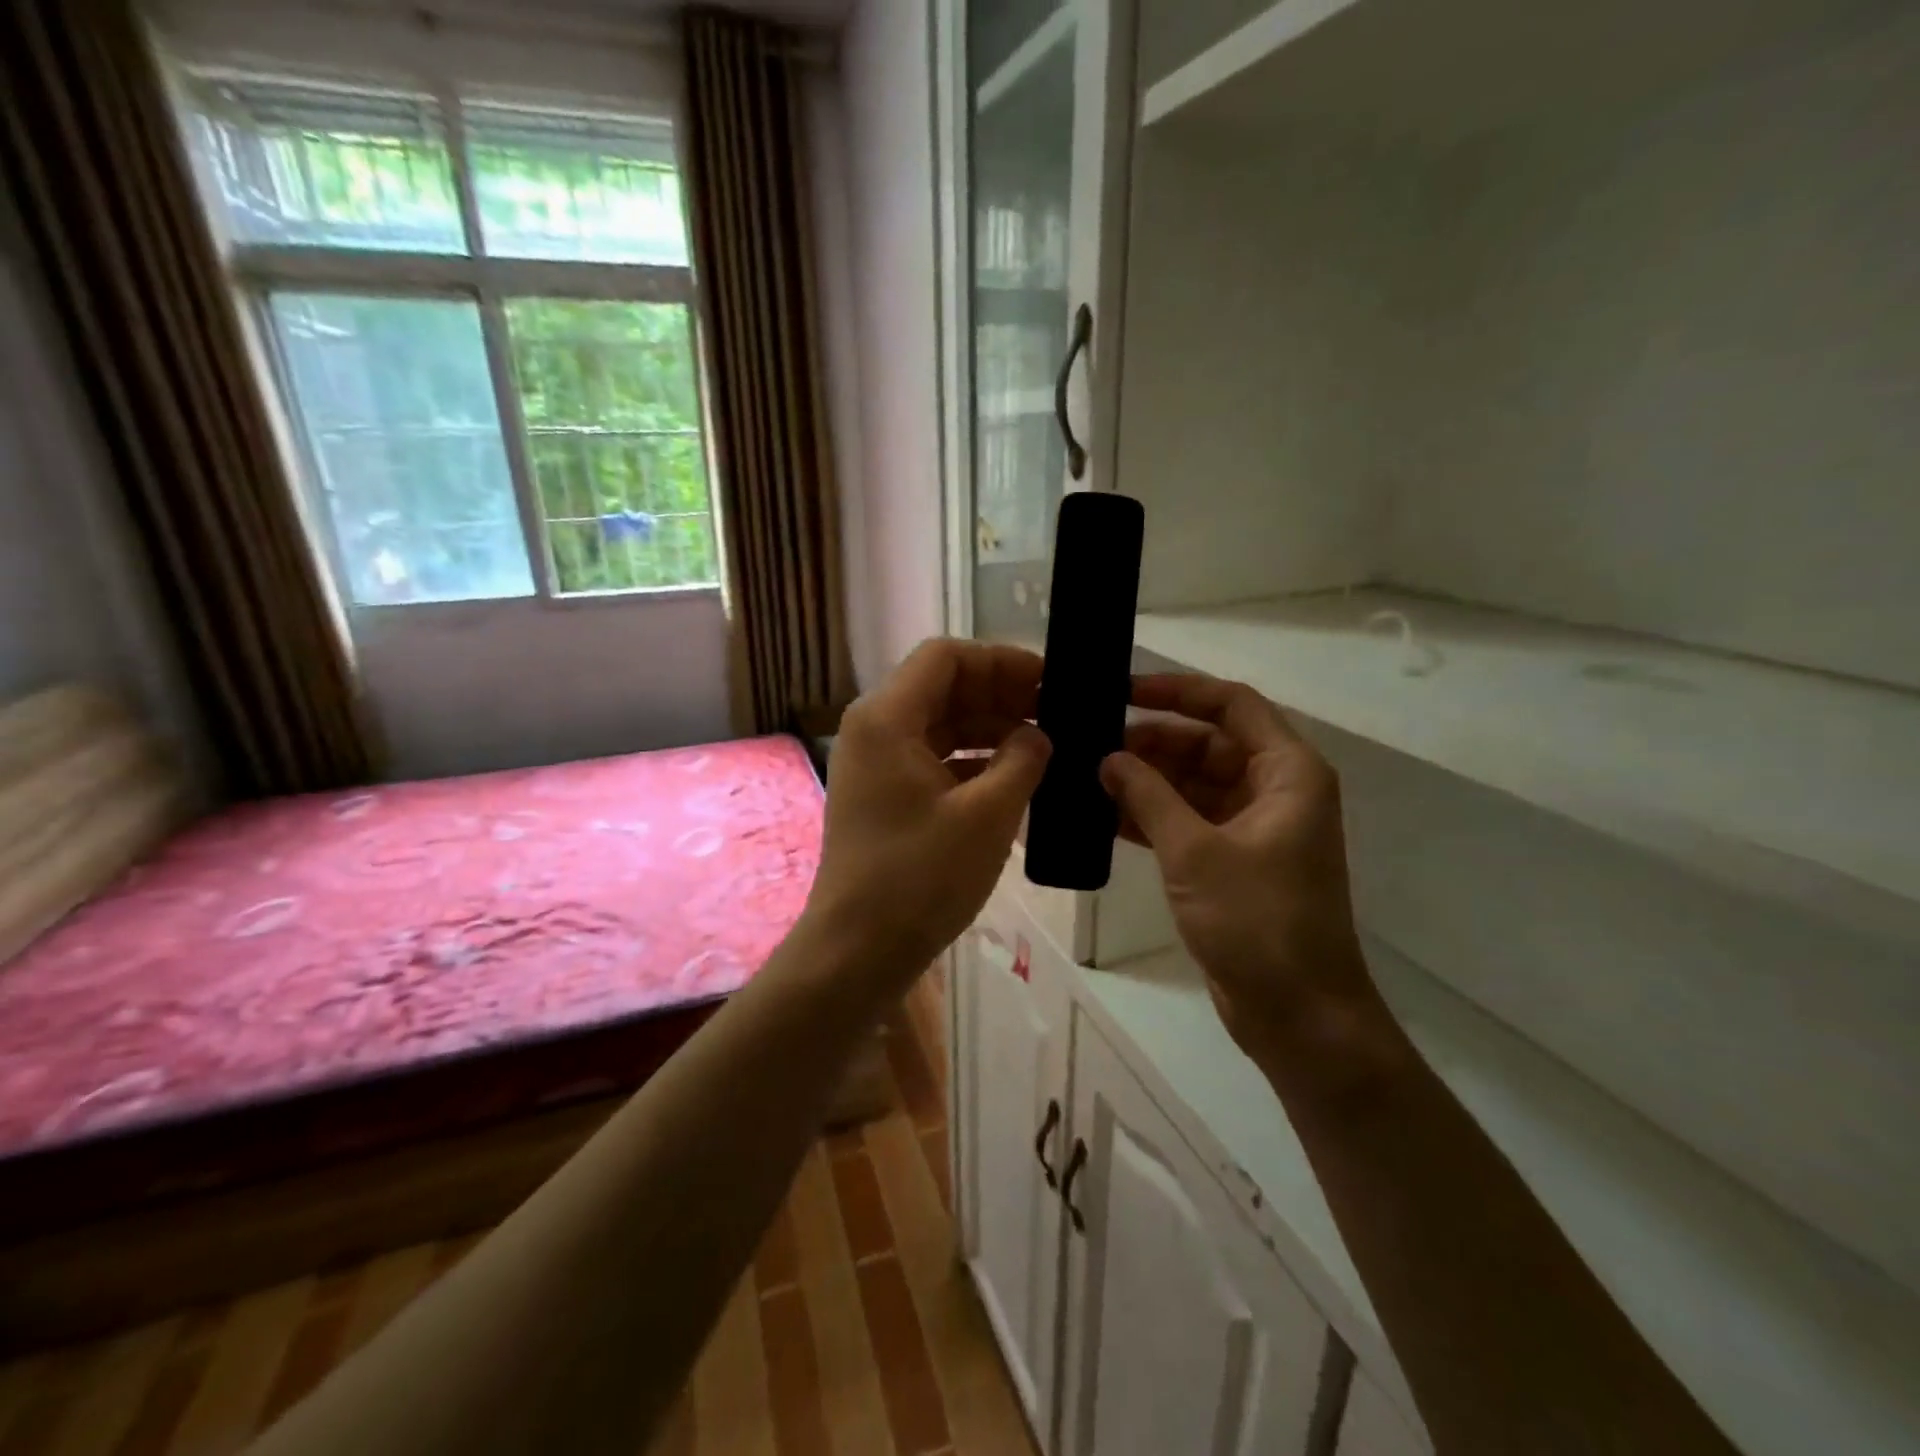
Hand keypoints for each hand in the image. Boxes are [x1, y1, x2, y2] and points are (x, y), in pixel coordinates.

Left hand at [806, 639, 1051, 982]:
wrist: (858, 950)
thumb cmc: (920, 877)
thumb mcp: (987, 815)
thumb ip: (1022, 761)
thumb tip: (1038, 735)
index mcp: (887, 718)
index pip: (946, 657)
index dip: (1001, 661)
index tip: (1047, 682)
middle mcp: (875, 729)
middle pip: (944, 688)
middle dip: (1001, 695)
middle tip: (1056, 714)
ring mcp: (877, 764)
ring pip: (941, 725)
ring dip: (990, 729)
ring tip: (1045, 746)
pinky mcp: (885, 796)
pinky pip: (934, 760)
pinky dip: (973, 762)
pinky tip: (1015, 780)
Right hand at [1101, 674, 1374, 1057]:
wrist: (1298, 1014)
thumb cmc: (1257, 921)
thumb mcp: (1195, 850)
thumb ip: (1148, 795)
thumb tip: (1108, 757)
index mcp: (1286, 772)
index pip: (1231, 705)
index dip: (1178, 691)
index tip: (1123, 693)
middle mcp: (1274, 789)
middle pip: (1208, 743)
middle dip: (1153, 741)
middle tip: (1092, 742)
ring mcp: (1253, 827)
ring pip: (1193, 783)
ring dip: (1147, 780)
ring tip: (1088, 775)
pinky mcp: (1232, 860)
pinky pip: (1188, 820)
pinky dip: (1152, 816)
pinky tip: (1103, 815)